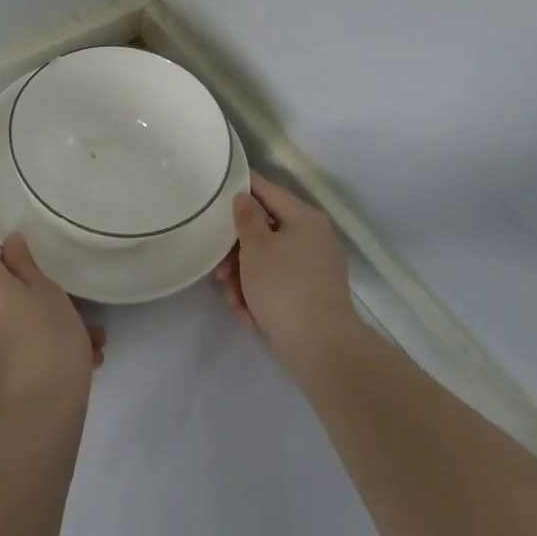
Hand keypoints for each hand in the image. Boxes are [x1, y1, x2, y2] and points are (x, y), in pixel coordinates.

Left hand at [0, 211, 105, 424]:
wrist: (32, 428)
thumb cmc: (46, 344)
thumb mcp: (49, 295)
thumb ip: (27, 267)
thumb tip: (8, 245)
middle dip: (34, 291)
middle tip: (72, 301)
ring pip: (9, 322)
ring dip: (44, 325)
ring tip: (90, 343)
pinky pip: (9, 350)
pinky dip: (36, 350)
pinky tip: (80, 364)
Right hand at [212, 172, 355, 368]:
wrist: (321, 347)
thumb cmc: (284, 287)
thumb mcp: (256, 248)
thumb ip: (246, 218)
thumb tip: (244, 197)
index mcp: (304, 218)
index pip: (267, 190)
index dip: (241, 187)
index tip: (215, 190)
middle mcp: (312, 238)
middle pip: (264, 231)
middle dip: (236, 251)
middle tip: (218, 268)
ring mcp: (313, 269)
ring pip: (267, 261)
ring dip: (244, 278)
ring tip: (231, 299)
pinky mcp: (310, 296)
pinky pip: (277, 284)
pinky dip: (259, 296)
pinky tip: (246, 315)